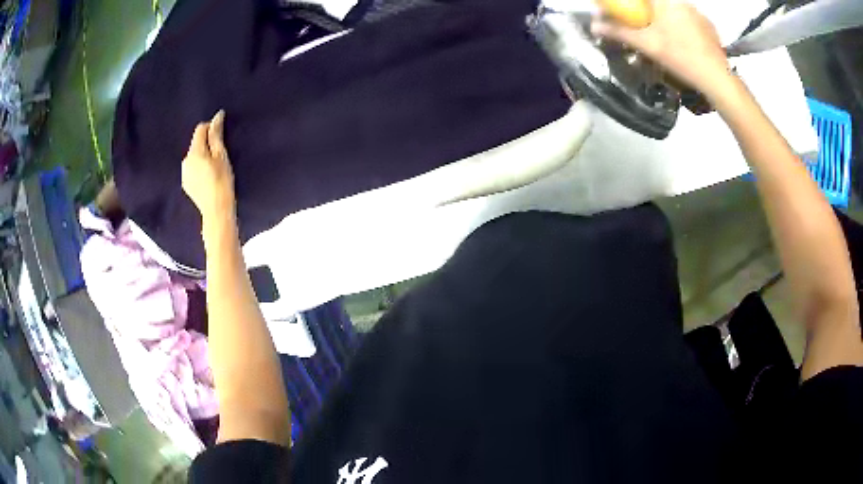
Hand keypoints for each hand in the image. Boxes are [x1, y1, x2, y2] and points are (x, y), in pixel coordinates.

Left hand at [182, 110, 235, 224]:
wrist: (216, 211)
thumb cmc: (222, 181)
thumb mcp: (221, 156)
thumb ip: (216, 135)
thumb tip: (216, 116)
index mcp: (195, 152)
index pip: (200, 129)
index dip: (211, 128)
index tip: (221, 135)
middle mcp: (186, 160)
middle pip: (196, 143)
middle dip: (207, 143)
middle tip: (220, 155)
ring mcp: (184, 173)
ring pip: (194, 156)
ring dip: (203, 156)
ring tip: (214, 167)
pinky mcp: (186, 184)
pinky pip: (192, 168)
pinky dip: (199, 168)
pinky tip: (208, 177)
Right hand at [592, 0, 733, 100]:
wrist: (717, 79)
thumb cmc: (681, 57)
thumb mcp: (647, 45)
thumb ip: (620, 32)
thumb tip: (594, 25)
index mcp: (666, 1)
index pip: (644, 0)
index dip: (634, 6)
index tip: (630, 15)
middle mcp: (683, 2)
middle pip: (659, 4)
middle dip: (651, 14)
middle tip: (648, 30)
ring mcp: (699, 14)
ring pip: (676, 12)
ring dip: (668, 21)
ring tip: (669, 41)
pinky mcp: (710, 27)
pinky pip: (691, 21)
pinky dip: (685, 29)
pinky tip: (685, 45)